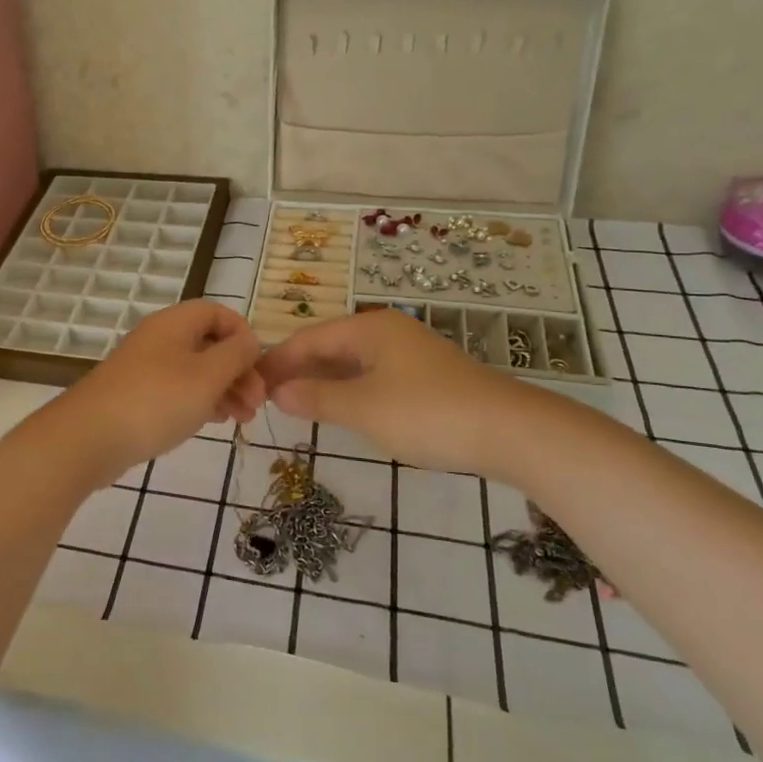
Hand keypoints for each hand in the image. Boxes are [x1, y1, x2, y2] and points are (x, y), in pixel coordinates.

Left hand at [38, 301, 263, 488]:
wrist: (89, 437)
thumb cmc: (156, 400)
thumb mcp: (207, 375)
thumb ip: (236, 355)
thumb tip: (249, 342)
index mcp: (175, 323)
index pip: (218, 312)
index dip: (243, 334)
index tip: (258, 367)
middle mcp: (159, 338)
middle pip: (209, 343)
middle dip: (238, 369)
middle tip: (256, 403)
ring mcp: (145, 367)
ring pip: (195, 369)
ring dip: (223, 389)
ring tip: (242, 419)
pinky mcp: (136, 395)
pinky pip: (177, 389)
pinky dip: (200, 401)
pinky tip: (214, 421)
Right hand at [257, 309, 536, 475]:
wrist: (511, 432)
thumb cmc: (428, 414)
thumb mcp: (363, 408)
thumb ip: (317, 398)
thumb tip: (279, 392)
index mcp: (369, 329)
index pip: (308, 338)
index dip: (277, 360)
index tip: (251, 383)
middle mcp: (388, 331)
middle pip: (330, 345)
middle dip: (298, 369)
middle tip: (269, 397)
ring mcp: (410, 353)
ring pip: (352, 362)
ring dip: (323, 381)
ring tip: (297, 404)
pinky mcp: (426, 376)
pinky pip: (373, 375)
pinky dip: (349, 389)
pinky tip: (342, 408)